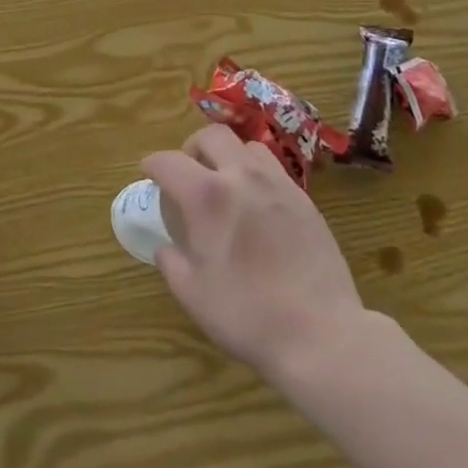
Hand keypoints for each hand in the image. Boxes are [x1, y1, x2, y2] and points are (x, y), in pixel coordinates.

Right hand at [142, 124, 365, 379]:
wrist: (319, 332)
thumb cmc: (247, 315)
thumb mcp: (193, 295)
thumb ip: (173, 263)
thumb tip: (166, 246)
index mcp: (207, 196)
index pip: (170, 161)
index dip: (154, 163)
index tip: (148, 171)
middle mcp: (241, 176)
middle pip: (212, 135)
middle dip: (192, 146)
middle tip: (187, 172)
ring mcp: (277, 182)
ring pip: (246, 145)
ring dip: (228, 155)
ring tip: (224, 182)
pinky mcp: (303, 197)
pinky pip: (273, 168)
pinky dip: (255, 173)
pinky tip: (256, 203)